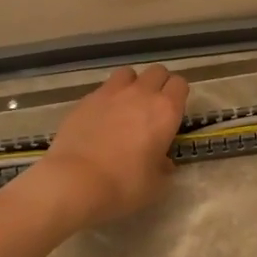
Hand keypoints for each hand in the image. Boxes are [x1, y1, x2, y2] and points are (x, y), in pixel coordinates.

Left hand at [33, 65, 189, 227]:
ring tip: (126, 106)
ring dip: (132, 85)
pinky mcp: (85, 100)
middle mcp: (140, 94)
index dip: (178, 96)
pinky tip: (101, 119)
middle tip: (152, 108)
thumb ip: (163, 166)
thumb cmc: (124, 184)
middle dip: (158, 85)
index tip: (173, 113)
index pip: (180, 84)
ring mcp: (110, 93)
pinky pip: (103, 89)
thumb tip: (163, 161)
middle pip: (157, 72)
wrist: (76, 181)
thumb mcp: (156, 184)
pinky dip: (107, 98)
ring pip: (128, 73)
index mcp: (165, 111)